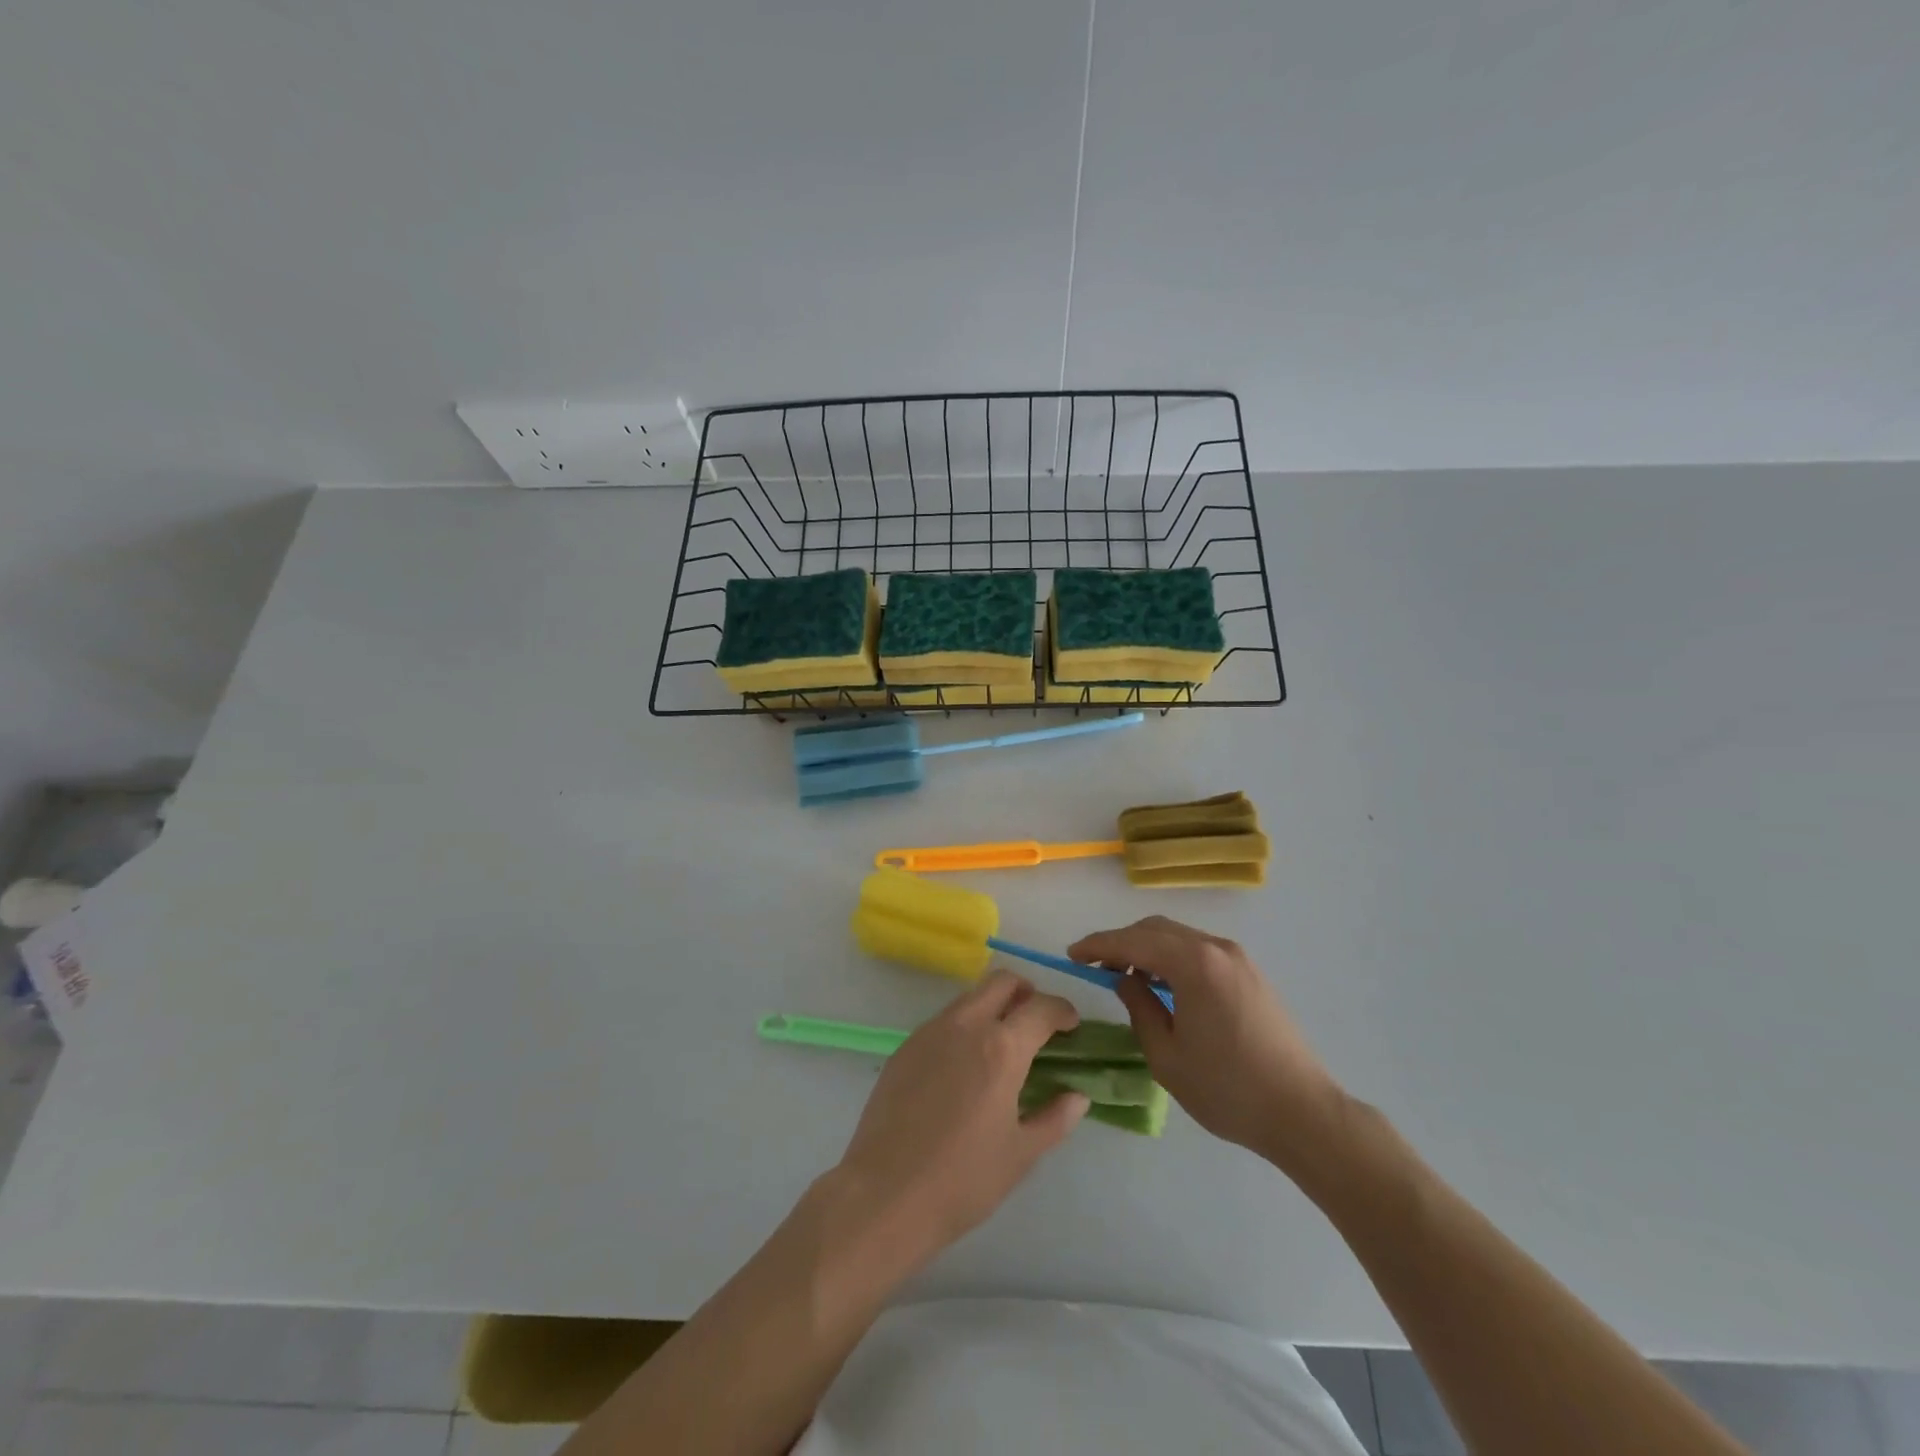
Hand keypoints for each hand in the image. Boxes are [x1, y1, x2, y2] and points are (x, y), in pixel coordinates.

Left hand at [834, 970, 1090, 1262]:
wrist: (885, 1194)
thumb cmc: (962, 1180)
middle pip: (1001, 982)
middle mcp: (965, 1026)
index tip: (1071, 1025)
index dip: (1062, 1011)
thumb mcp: (1020, 1154)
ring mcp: (930, 1032)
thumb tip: (1078, 1096)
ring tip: (1002, 1046)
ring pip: (970, 997)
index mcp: (1001, 1048)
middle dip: (1026, 992)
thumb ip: (1054, 1119)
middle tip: (1036, 1022)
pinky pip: (943, 1021)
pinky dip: (964, 1027)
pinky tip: (964, 1067)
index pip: (1041, 1008)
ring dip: (993, 1006)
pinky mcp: (905, 1047)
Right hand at [1069, 917, 1345, 1170]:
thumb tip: (1124, 981)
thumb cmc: (1227, 1089)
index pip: (1133, 942)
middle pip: (1156, 929)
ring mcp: (1237, 958)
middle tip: (1094, 966)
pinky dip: (1172, 958)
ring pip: (1179, 936)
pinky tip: (1162, 985)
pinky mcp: (1250, 973)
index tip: (1071, 955)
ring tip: (1125, 977)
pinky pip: (1199, 951)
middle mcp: (1216, 948)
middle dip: (1121, 942)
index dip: (1098, 946)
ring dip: (1147, 949)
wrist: (1303, 1113)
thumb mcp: (1166, 1056)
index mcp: (1193, 964)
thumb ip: (1139, 1008)